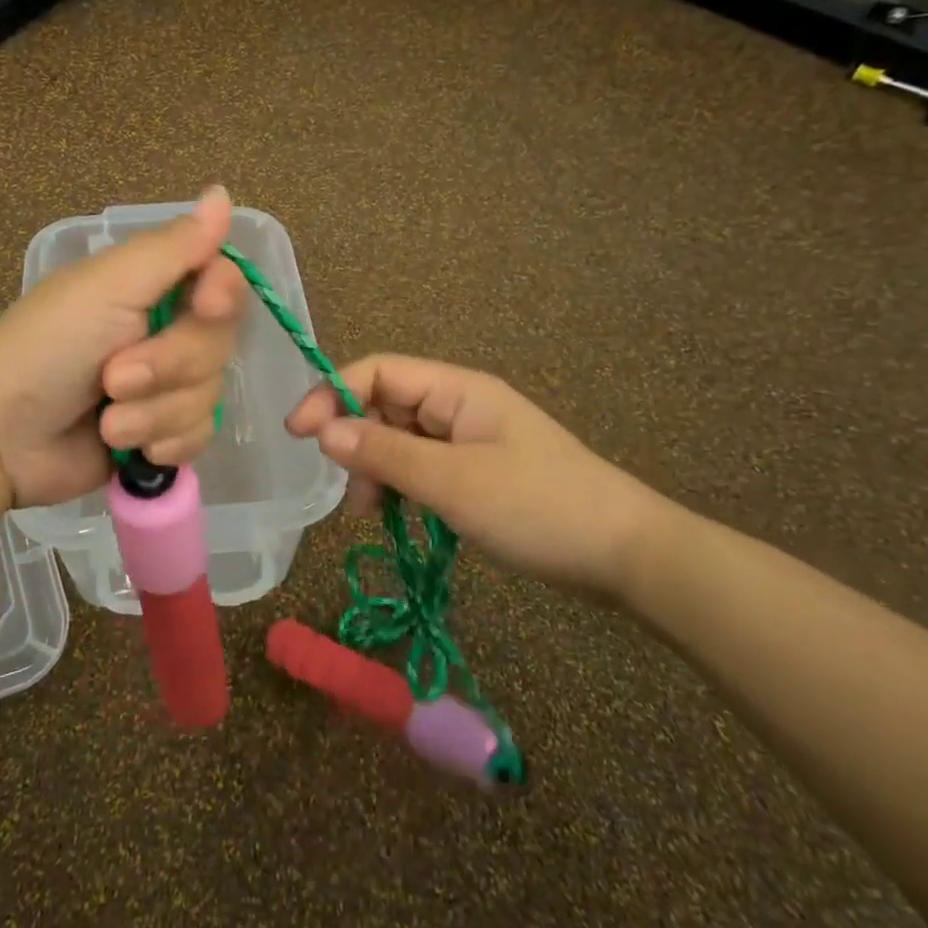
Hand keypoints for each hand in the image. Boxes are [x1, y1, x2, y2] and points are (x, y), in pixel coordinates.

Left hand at [0, 187, 245, 508]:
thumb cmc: (48, 346)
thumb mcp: (108, 286)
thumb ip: (173, 247)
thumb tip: (222, 192)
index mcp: (152, 287)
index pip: (223, 280)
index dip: (223, 294)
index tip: (205, 306)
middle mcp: (165, 332)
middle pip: (219, 344)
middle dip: (170, 366)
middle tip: (114, 377)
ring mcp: (164, 388)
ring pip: (208, 396)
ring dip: (154, 412)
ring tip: (108, 420)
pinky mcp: (159, 434)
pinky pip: (197, 436)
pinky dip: (162, 443)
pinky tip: (127, 447)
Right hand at [284, 355, 672, 601]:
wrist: (628, 555)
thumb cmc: (539, 508)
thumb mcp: (454, 483)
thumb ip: (385, 454)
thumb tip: (324, 432)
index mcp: (457, 389)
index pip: (378, 371)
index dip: (332, 394)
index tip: (300, 436)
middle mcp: (459, 405)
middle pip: (385, 405)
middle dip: (356, 442)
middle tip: (350, 494)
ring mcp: (470, 440)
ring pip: (400, 440)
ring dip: (377, 470)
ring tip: (375, 514)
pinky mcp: (478, 472)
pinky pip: (423, 467)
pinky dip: (403, 487)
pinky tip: (402, 517)